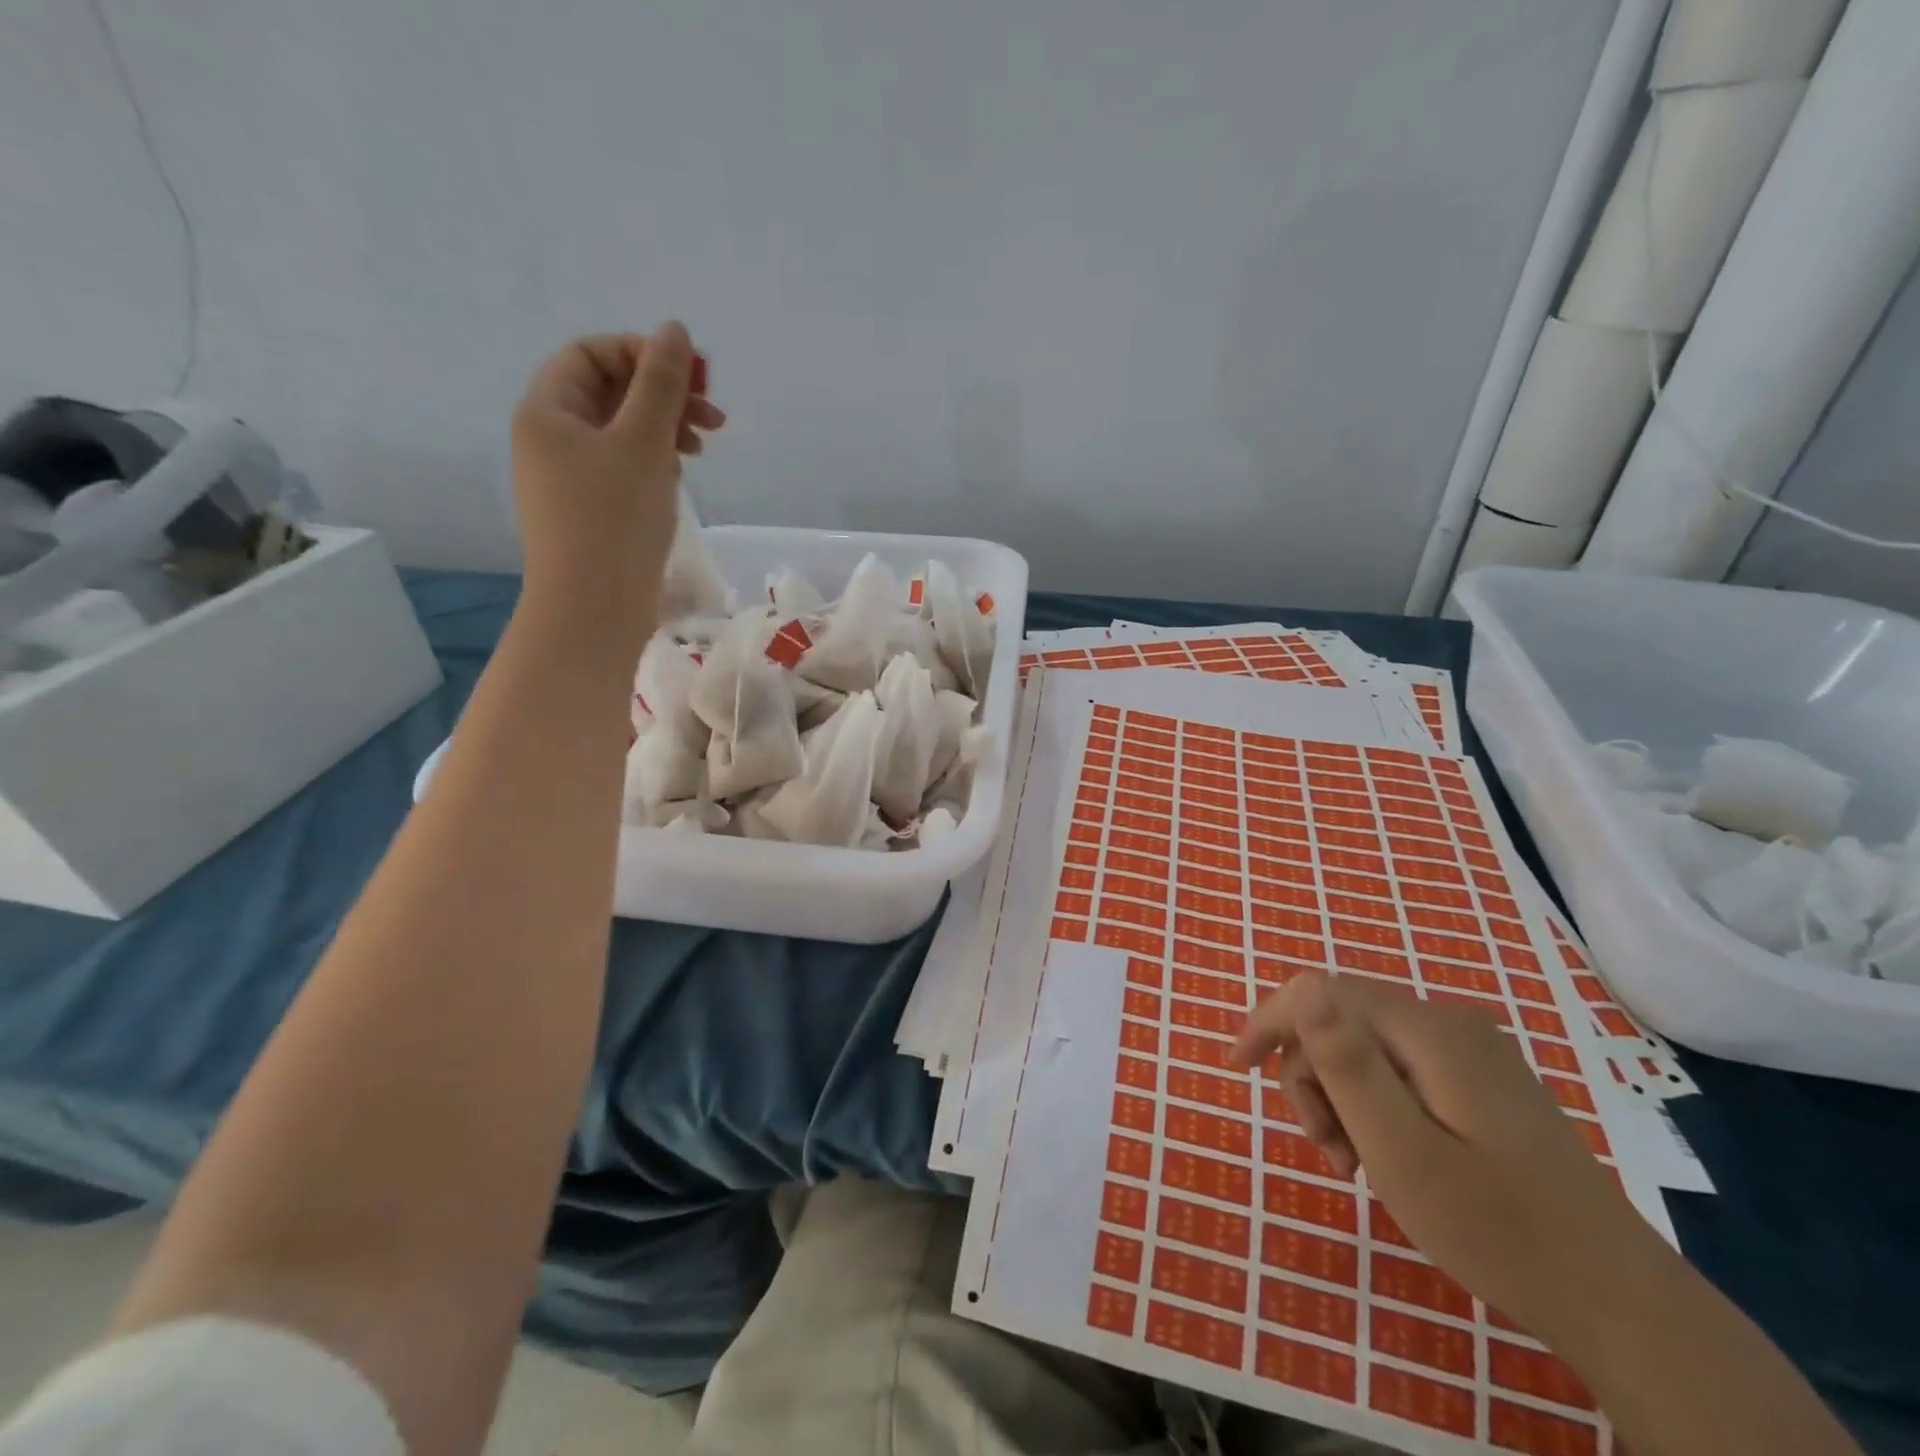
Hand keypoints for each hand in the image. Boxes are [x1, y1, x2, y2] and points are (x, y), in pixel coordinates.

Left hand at [509, 323, 724, 633]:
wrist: (594, 609)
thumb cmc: (615, 520)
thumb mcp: (644, 442)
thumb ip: (661, 383)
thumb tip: (674, 329)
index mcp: (548, 410)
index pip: (592, 353)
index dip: (643, 353)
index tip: (694, 379)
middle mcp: (550, 437)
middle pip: (609, 390)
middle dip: (663, 395)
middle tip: (713, 418)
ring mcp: (568, 476)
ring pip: (620, 431)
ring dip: (664, 428)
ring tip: (701, 449)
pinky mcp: (590, 509)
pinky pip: (622, 466)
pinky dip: (654, 461)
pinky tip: (679, 477)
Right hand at [1231, 973, 1654, 1341]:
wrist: (1620, 1303)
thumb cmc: (1498, 1230)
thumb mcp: (1402, 1152)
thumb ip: (1347, 1064)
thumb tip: (1300, 986)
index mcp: (1429, 1030)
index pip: (1319, 991)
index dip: (1268, 1021)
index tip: (1237, 1069)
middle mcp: (1449, 1022)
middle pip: (1340, 1020)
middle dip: (1312, 1076)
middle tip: (1324, 1149)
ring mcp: (1470, 1050)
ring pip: (1364, 1046)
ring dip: (1340, 1096)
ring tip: (1352, 1162)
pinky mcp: (1479, 1080)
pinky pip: (1397, 1069)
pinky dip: (1372, 1105)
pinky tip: (1383, 1153)